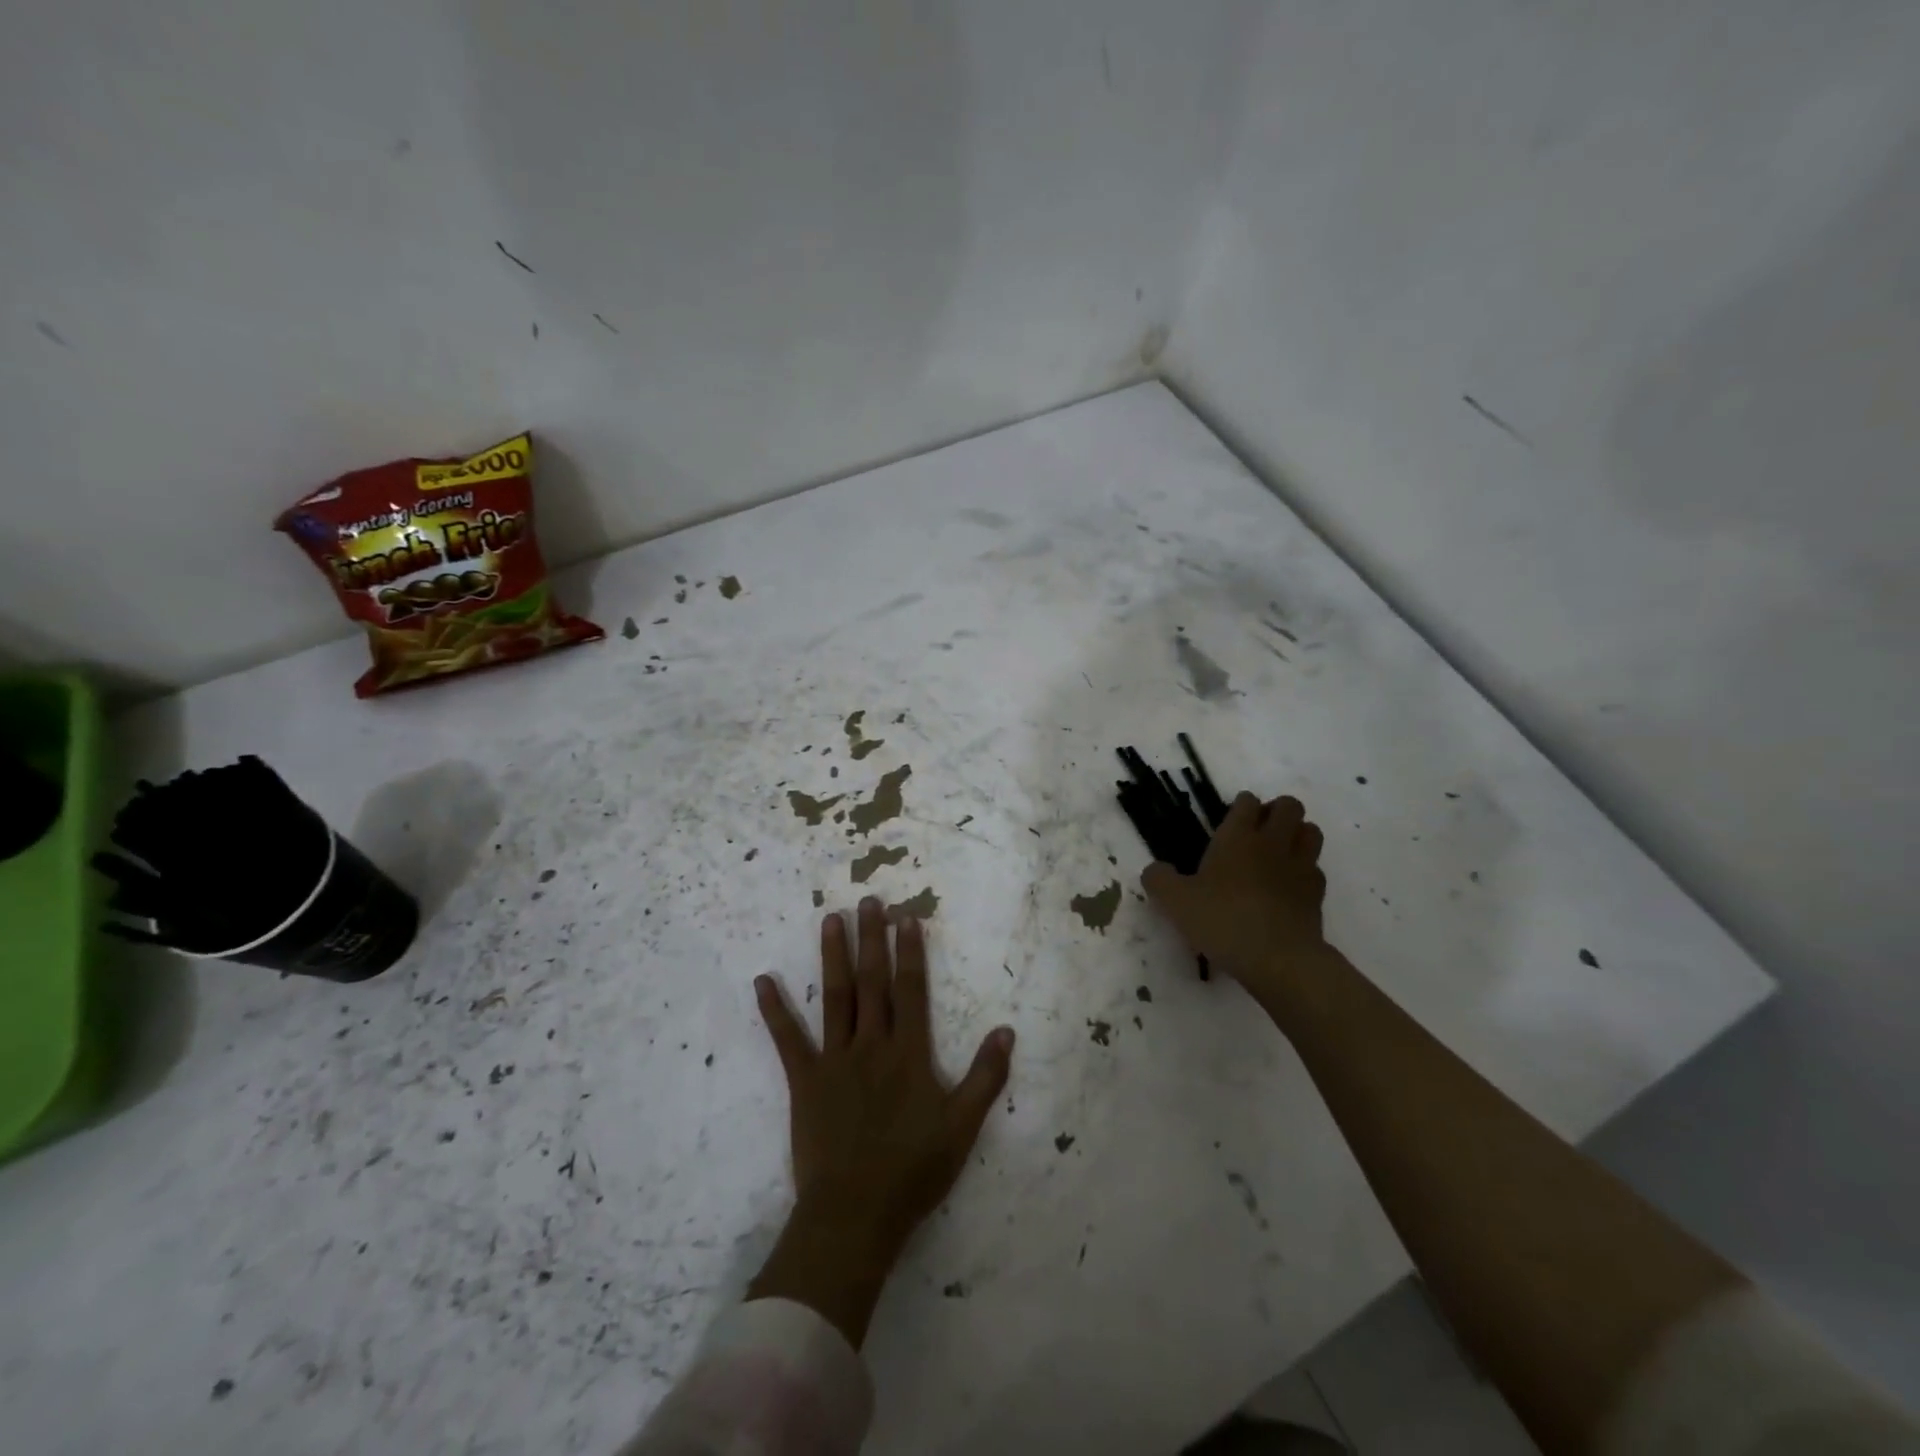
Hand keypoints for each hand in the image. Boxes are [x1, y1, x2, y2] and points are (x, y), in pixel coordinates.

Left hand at [745, 897, 1014, 1345]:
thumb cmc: (913, 1171)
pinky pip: (787, 1040)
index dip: (909, 951)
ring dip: (833, 956)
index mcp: (909, 1053)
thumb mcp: (963, 1127)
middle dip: (872, 938)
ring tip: (830, 920)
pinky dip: (775, 1010)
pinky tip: (762, 981)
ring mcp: (835, 1060)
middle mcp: (872, 1045)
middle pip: (872, 982)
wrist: (856, 1214)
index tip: (906, 917)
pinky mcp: (804, 1081)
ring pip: (835, 998)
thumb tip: (1006, 1030)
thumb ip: (986, 1077)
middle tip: (868, 901)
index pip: (910, 989)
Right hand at [1141, 792, 1329, 1002]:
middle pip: (1289, 806)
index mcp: (1237, 837)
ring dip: (1297, 834)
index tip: (1231, 819)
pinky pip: (1315, 868)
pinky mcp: (1317, 894)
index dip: (1240, 805)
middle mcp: (1272, 843)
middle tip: (1258, 832)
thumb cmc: (1223, 921)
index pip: (1247, 801)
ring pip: (1310, 831)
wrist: (1279, 959)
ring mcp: (1300, 867)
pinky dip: (1305, 870)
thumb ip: (1159, 880)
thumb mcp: (1175, 902)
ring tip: (1279, 852)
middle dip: (1276, 811)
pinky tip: (1288, 887)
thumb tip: (1155, 870)